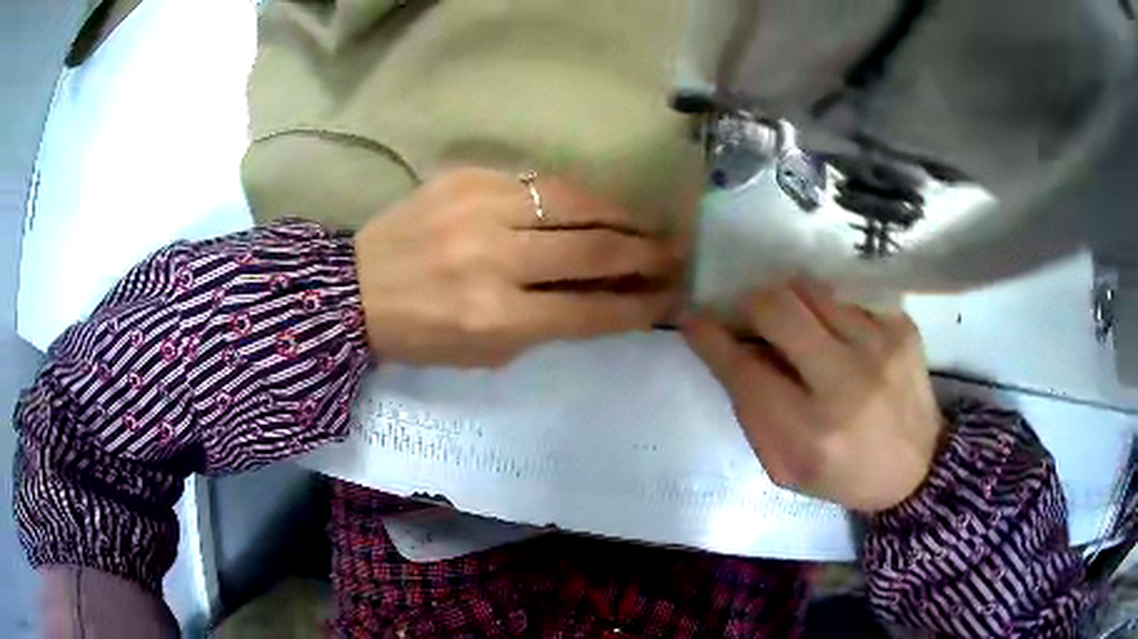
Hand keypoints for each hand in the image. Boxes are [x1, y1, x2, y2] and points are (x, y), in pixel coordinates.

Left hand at [354, 168, 684, 367]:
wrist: (356, 289)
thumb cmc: (422, 334)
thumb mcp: (486, 353)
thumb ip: (548, 325)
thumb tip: (606, 296)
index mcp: (496, 318)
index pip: (590, 309)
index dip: (639, 304)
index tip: (672, 298)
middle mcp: (494, 260)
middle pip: (593, 249)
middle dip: (646, 254)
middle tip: (677, 254)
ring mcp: (480, 209)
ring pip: (575, 203)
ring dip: (623, 215)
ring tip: (650, 224)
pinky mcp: (468, 177)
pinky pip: (541, 181)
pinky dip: (578, 195)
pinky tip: (598, 204)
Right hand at [682, 281, 943, 512]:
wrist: (918, 467)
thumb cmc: (843, 473)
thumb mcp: (785, 467)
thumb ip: (754, 413)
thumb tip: (735, 351)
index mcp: (810, 432)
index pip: (744, 368)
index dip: (710, 337)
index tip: (693, 317)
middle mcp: (847, 382)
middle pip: (778, 308)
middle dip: (751, 305)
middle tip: (750, 318)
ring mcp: (880, 346)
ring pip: (812, 291)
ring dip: (793, 305)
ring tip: (800, 329)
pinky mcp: (902, 327)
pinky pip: (848, 299)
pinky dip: (832, 314)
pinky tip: (842, 339)